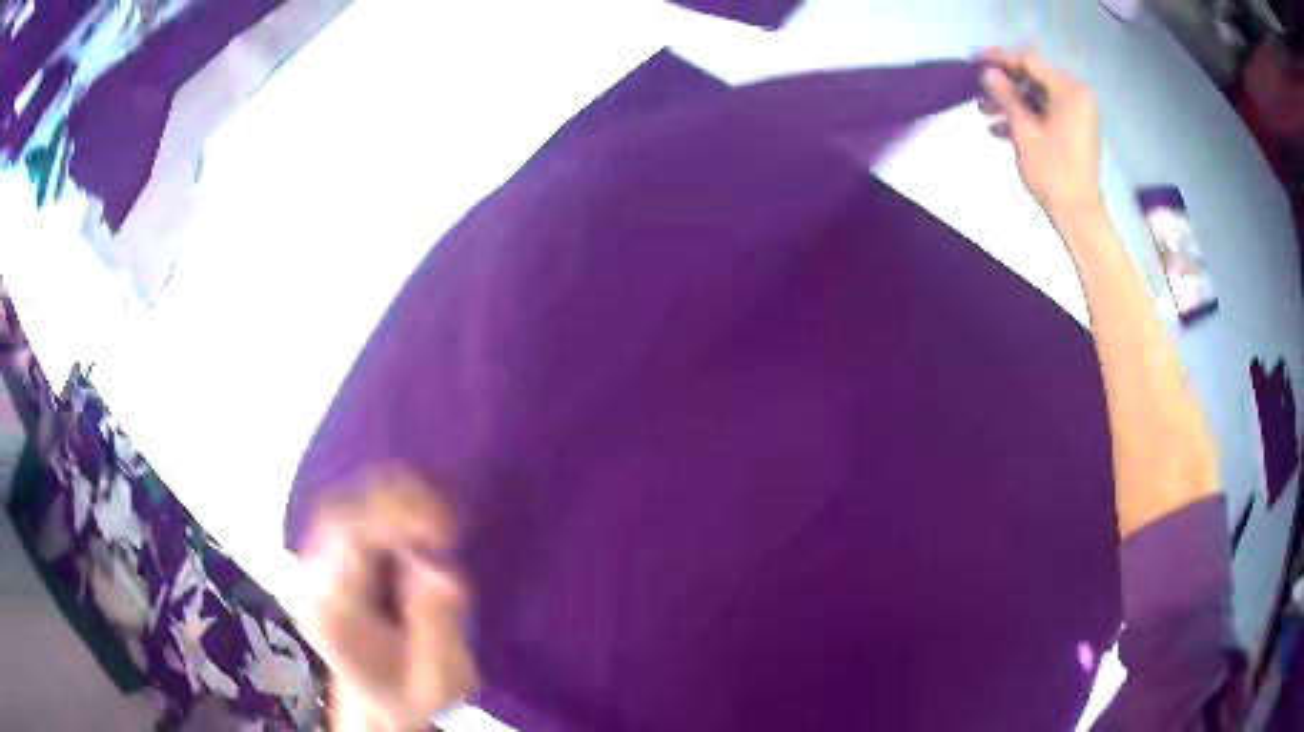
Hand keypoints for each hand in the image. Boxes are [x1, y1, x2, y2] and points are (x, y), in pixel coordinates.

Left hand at [300, 466, 476, 731]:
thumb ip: (437, 627)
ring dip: (395, 502)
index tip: (443, 534)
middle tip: (447, 526)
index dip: (394, 522)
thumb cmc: (409, 695)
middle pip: (341, 513)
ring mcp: (317, 564)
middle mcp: (313, 578)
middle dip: (397, 505)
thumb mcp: (436, 679)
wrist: (377, 705)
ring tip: (440, 523)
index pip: (347, 541)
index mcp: (330, 610)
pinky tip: (421, 524)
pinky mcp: (330, 557)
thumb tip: (439, 569)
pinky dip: (390, 508)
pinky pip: (354, 514)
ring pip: (345, 505)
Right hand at [978, 49, 1103, 226]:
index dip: (999, 59)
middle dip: (1004, 85)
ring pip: (1037, 98)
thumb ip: (1005, 95)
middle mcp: (1076, 96)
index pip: (1029, 62)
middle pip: (1033, 79)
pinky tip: (1000, 130)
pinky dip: (1024, 118)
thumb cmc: (1053, 170)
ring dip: (1010, 104)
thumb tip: (989, 73)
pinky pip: (1045, 114)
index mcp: (1069, 90)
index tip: (974, 60)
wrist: (1078, 214)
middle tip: (977, 90)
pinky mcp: (1074, 132)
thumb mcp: (1024, 129)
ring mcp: (1077, 115)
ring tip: (983, 113)